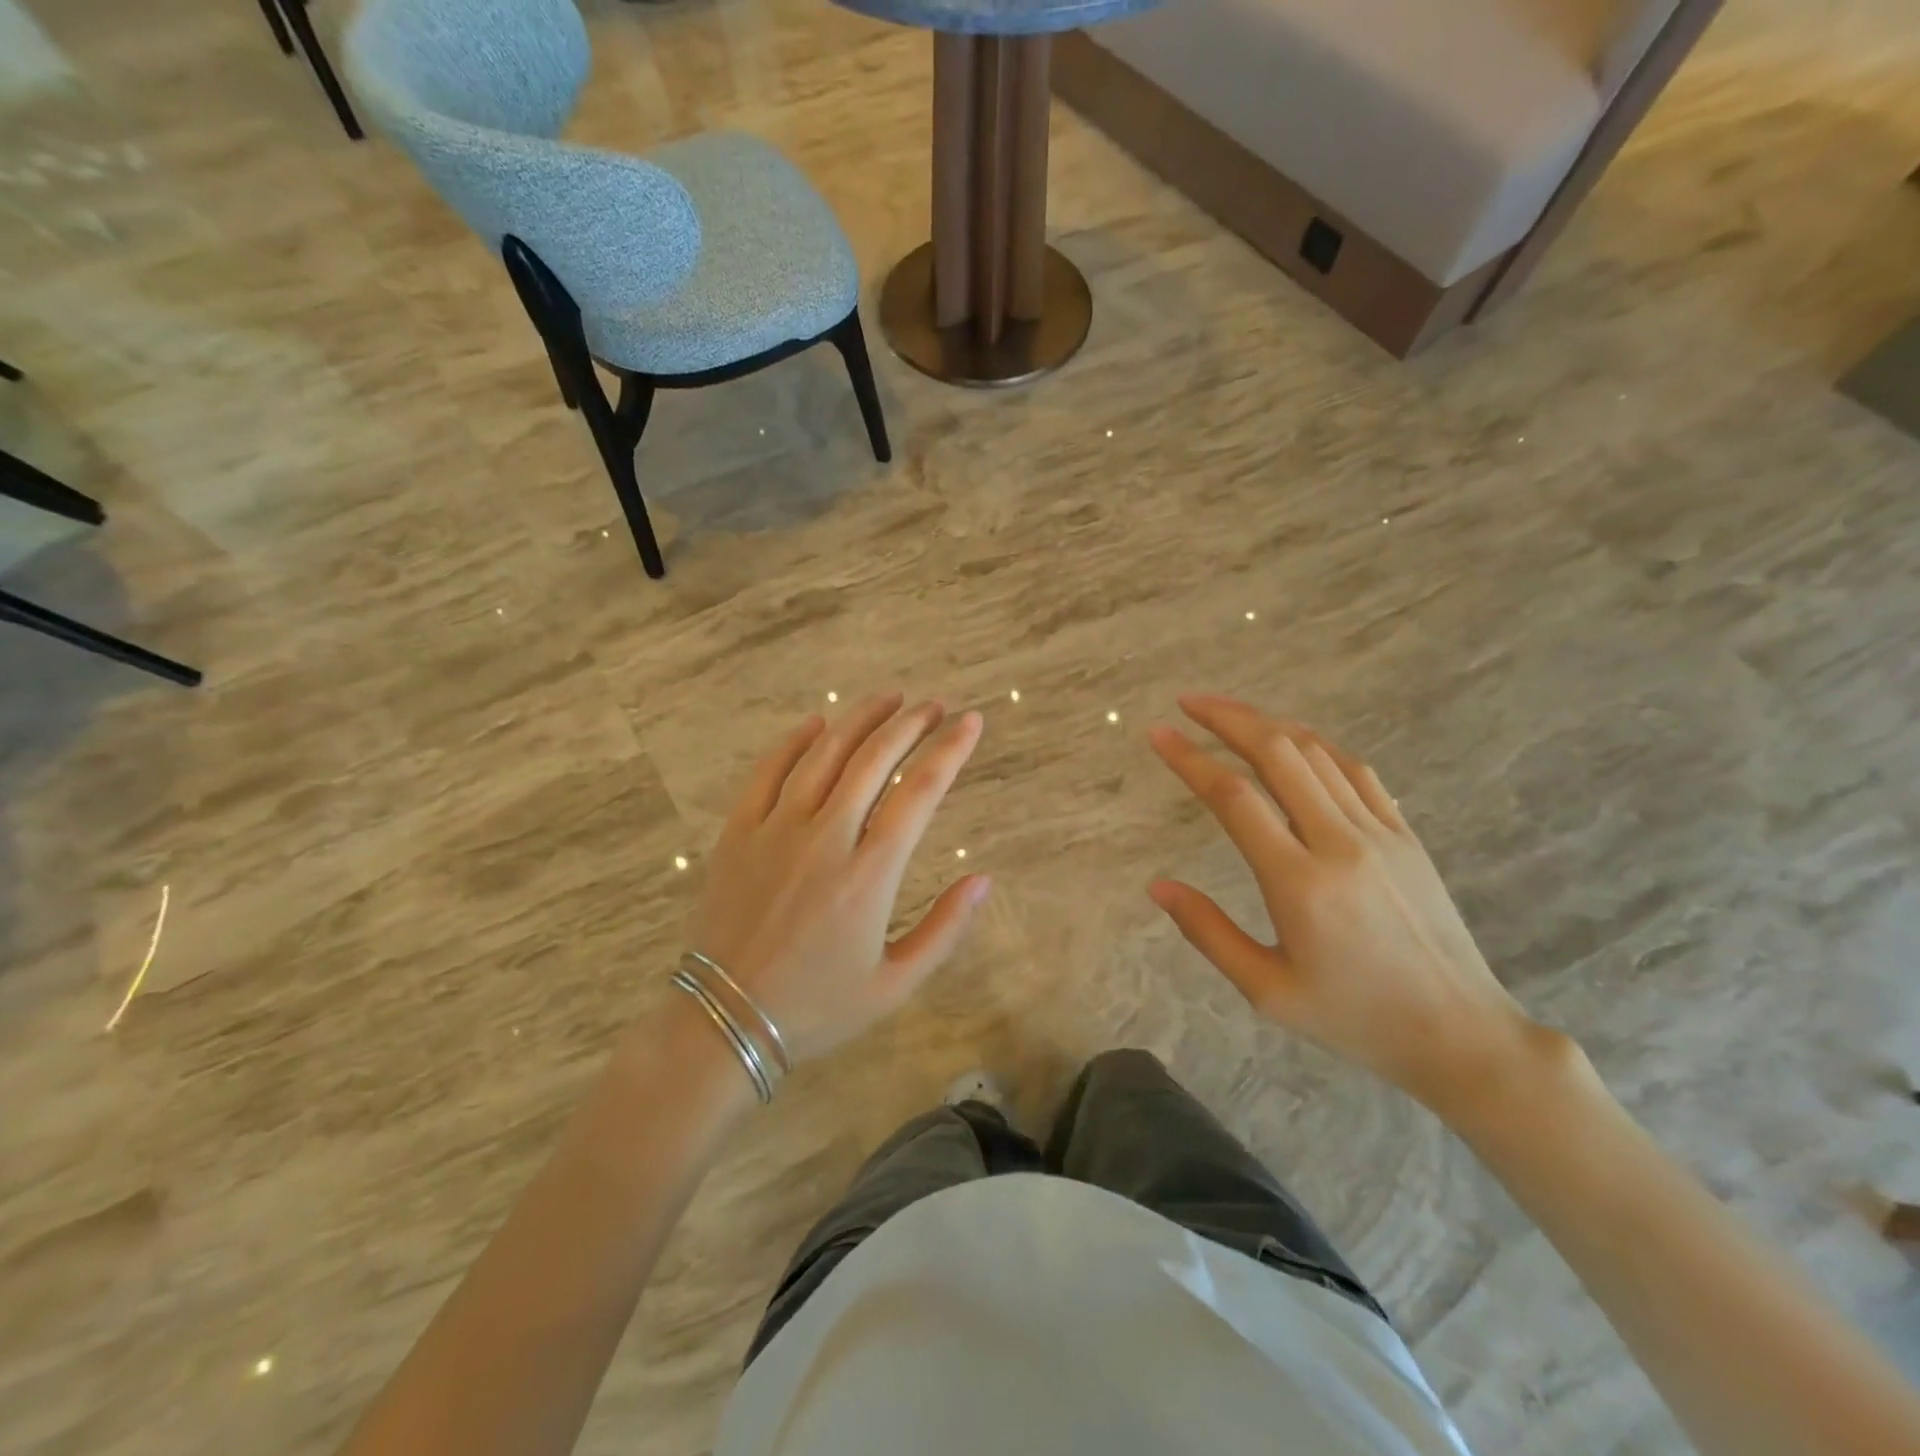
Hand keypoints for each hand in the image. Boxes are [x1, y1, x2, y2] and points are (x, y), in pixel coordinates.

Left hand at [685, 693, 989, 1064]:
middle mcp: (826, 838)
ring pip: (825, 755)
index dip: (950, 750)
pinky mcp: (738, 832)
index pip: (919, 792)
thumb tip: (983, 880)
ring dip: (860, 720)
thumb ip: (945, 928)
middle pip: (875, 760)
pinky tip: (817, 724)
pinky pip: (769, 771)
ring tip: (889, 699)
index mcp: (869, 874)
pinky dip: (795, 742)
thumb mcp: (895, 984)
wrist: (725, 1021)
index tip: (971, 722)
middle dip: (910, 724)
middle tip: (934, 705)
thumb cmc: (818, 1007)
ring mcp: (776, 830)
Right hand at [1149, 694, 1550, 1115]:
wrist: (1460, 1034)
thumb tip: (1157, 886)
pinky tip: (1292, 741)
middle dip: (1228, 718)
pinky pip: (1356, 770)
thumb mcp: (1267, 991)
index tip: (1158, 735)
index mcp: (1299, 884)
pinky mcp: (1405, 835)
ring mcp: (1380, 833)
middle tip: (1188, 702)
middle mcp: (1339, 843)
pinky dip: (1315, 744)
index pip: (1234, 798)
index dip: (1190, 759)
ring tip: (1228, 713)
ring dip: (1267, 723)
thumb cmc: (1354, 1019)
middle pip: (1277, 754)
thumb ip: (1208, 932)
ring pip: (1317, 753)